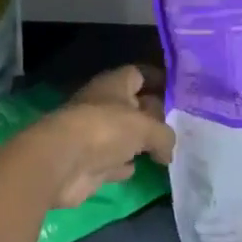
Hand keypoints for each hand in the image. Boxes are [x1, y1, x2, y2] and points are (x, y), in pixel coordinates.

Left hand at [18, 64, 174, 209]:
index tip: (177, 91)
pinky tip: (139, 168)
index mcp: (114, 84)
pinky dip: (124, 165)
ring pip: (123, 135)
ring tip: (166, 148)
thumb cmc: (106, 130)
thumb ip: (164, 135)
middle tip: (179, 126)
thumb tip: (168, 150)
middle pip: (133, 105)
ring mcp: (94, 135)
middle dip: (153, 114)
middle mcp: (103, 105)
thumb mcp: (146, 127)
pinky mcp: (89, 163)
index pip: (138, 74)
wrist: (62, 163)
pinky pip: (113, 161)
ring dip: (139, 142)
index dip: (157, 80)